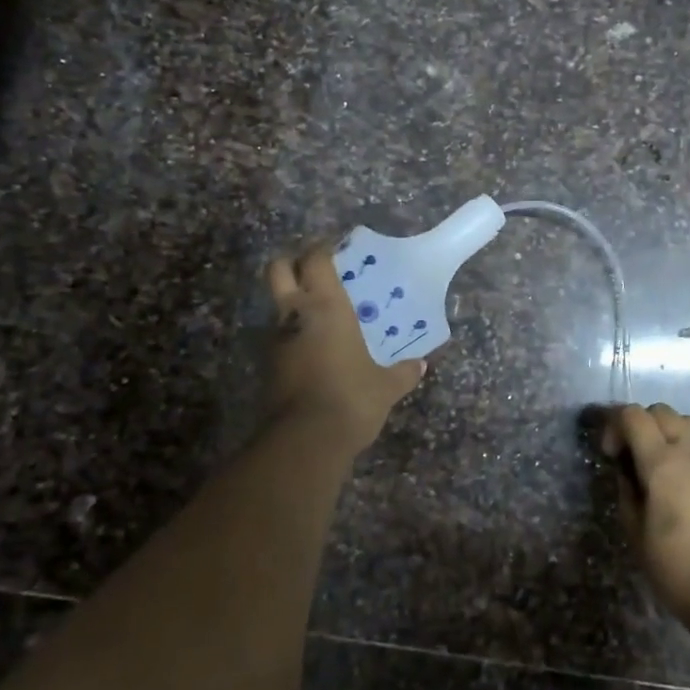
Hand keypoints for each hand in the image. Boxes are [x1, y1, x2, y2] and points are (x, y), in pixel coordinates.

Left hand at [264, 244, 424, 448]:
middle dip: (291, 262)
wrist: (304, 441)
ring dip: (293, 303)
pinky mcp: (268, 367)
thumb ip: (403, 373)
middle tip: (315, 269)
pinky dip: (294, 335)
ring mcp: (276, 341)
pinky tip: (316, 349)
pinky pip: (280, 338)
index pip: (315, 260)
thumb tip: (421, 366)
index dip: (322, 248)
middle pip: (278, 269)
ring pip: (277, 305)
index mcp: (326, 307)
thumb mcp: (386, 387)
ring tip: (322, 314)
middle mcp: (295, 315)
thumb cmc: (351, 398)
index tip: (336, 247)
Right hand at [599, 403, 689, 619]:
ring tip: (662, 460)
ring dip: (669, 430)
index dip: (615, 425)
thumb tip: (627, 474)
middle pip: (662, 411)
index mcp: (662, 461)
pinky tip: (686, 478)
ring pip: (689, 422)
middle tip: (633, 454)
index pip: (634, 415)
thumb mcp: (636, 534)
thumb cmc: (677, 568)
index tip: (611, 453)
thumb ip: (628, 493)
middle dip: (641, 423)